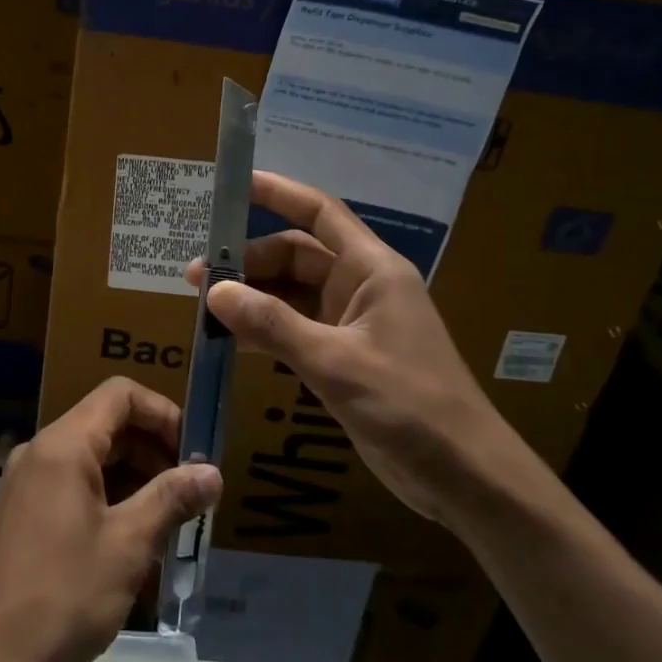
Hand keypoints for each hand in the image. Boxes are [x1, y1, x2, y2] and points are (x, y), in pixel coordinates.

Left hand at [0, 377, 221, 661]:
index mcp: (63, 445)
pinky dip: (110, 501)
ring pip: (94, 459)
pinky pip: (76, 487)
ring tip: (170, 522)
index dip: (163, 413)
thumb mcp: (128, 545)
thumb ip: (171, 498)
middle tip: (190, 493)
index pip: (120, 395)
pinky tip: (135, 544)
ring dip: (136, 480)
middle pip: (108, 425)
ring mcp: (28, 484)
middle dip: (154, 451)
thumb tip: (212, 473)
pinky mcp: (25, 515)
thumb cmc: (63, 597)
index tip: (193, 452)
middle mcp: (41, 452)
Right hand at [186, 171, 517, 527]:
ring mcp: (353, 322)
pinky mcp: (345, 355)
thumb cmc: (409, 406)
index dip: (279, 193)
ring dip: (252, 297)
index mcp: (372, 269)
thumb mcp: (336, 362)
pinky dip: (265, 331)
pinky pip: (296, 329)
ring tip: (204, 308)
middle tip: (197, 277)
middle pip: (297, 255)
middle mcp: (362, 286)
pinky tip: (231, 341)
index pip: (320, 213)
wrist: (464, 475)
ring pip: (292, 294)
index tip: (233, 186)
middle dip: (249, 261)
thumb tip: (215, 291)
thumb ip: (273, 325)